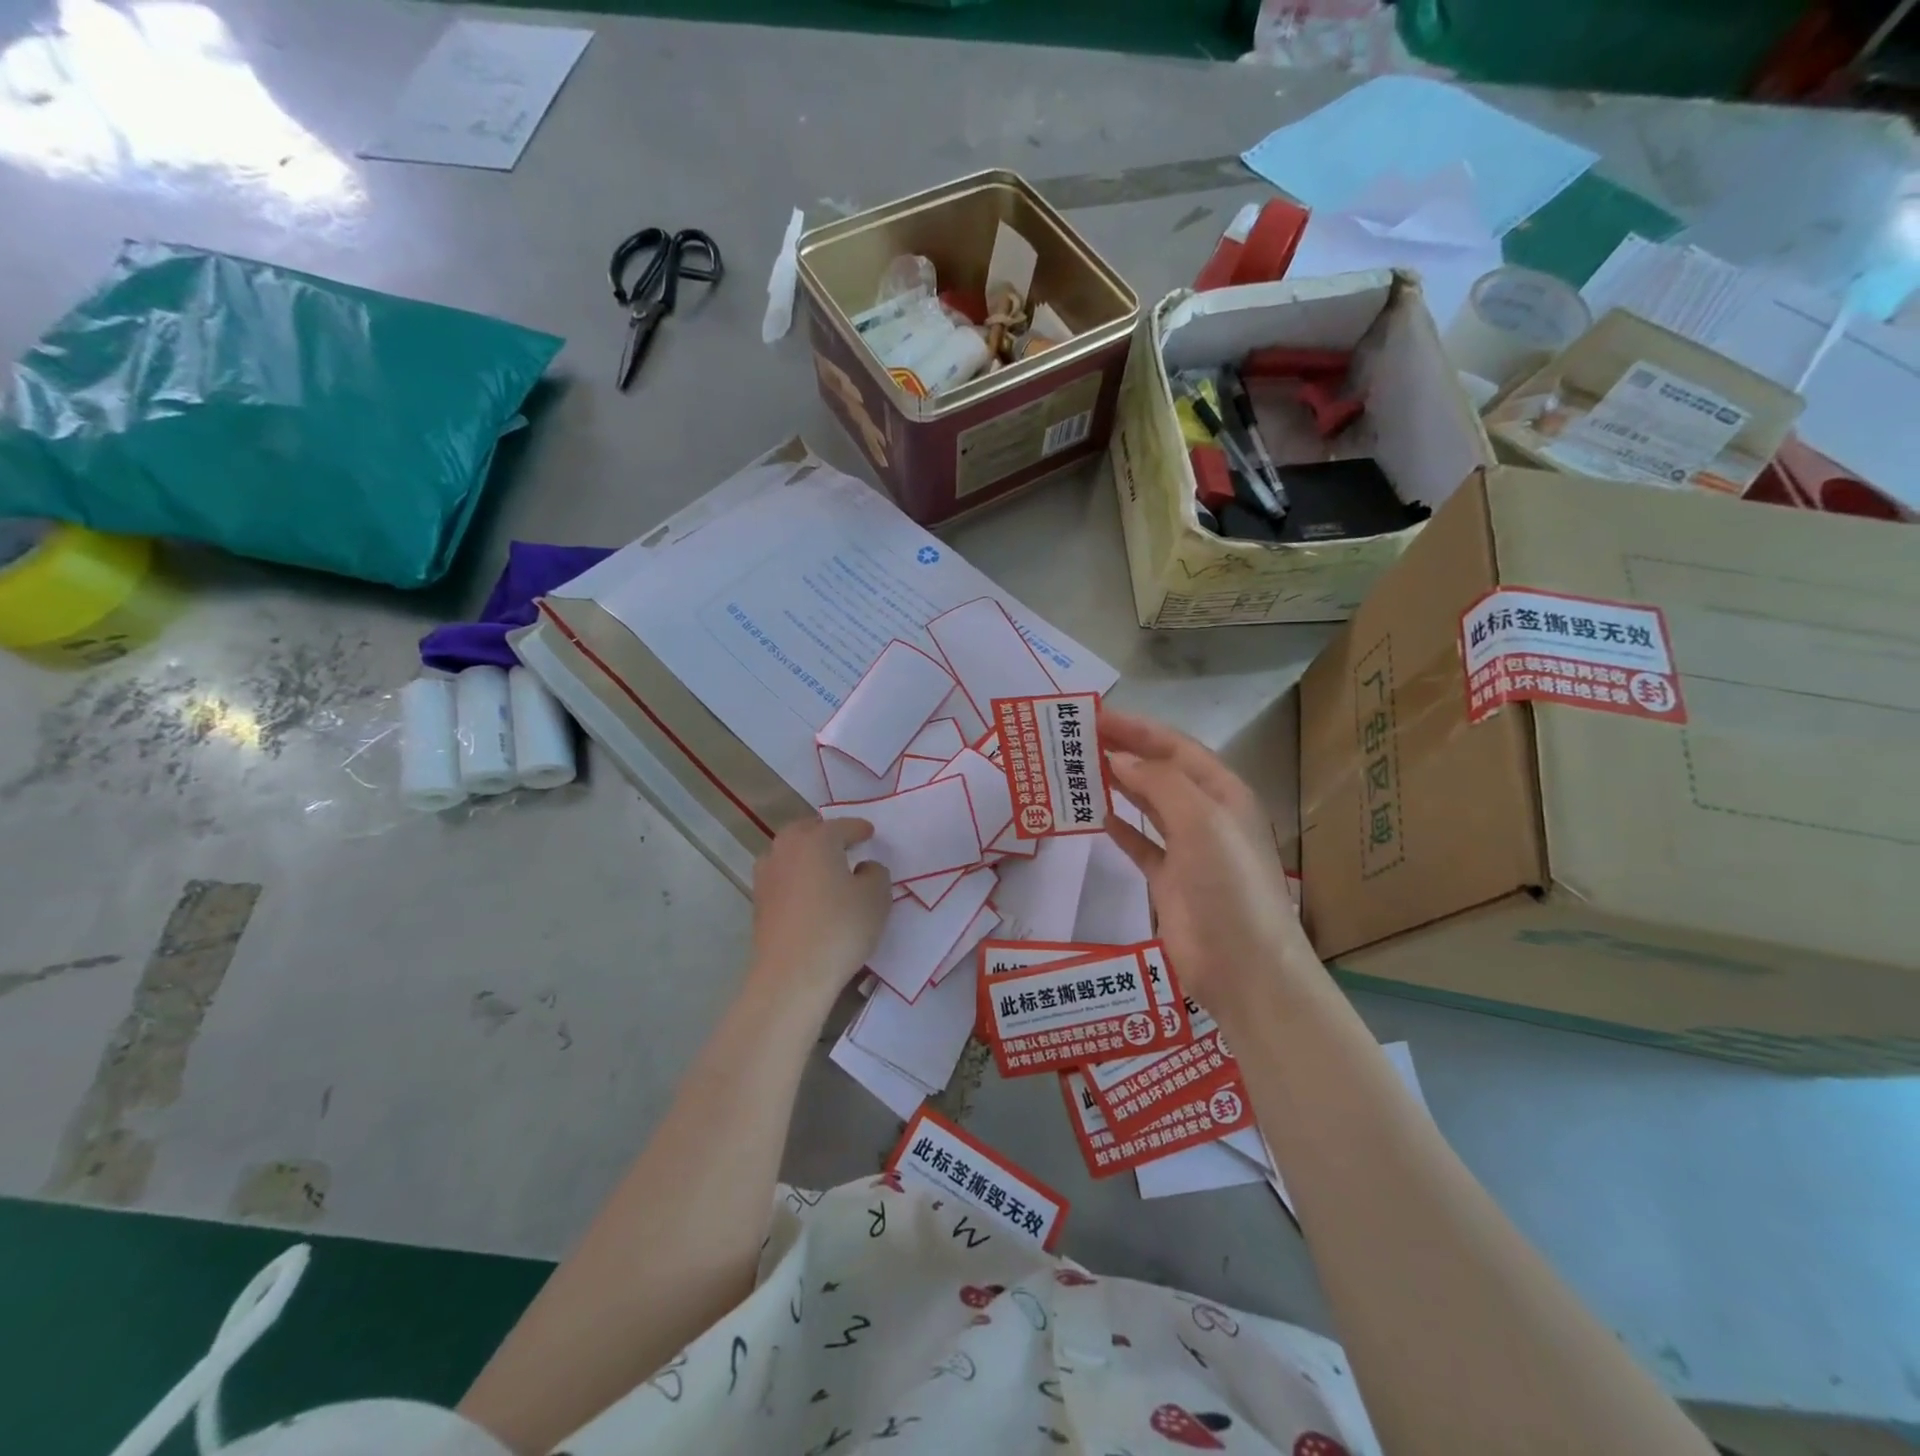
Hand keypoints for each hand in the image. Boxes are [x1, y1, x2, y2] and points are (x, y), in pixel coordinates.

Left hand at [748, 816, 891, 1004]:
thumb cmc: (840, 928)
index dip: (859, 829)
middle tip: (843, 843)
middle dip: (825, 833)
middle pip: (807, 831)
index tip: (869, 833)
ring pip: (788, 852)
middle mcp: (787, 849)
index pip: (842, 826)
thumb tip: (863, 868)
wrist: (792, 974)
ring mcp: (767, 875)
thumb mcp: (876, 897)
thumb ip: (875, 873)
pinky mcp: (758, 901)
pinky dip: (794, 876)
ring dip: (805, 853)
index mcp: (817, 839)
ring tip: (822, 867)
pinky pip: (781, 876)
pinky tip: (807, 892)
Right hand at [1101, 708, 1317, 1015]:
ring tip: (1079, 768)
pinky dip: (1119, 828)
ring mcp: (1188, 849)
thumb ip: (1159, 783)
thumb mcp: (1201, 821)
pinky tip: (1096, 816)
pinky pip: (1140, 844)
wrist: (1244, 967)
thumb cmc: (1228, 884)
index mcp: (1223, 792)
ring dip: (1118, 785)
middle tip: (1078, 738)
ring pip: (1147, 805)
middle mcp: (1206, 814)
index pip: (1175, 747)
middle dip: (1124, 751)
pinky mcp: (1169, 881)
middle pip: (1160, 772)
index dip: (1137, 728)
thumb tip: (1121, 759)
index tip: (1095, 715)